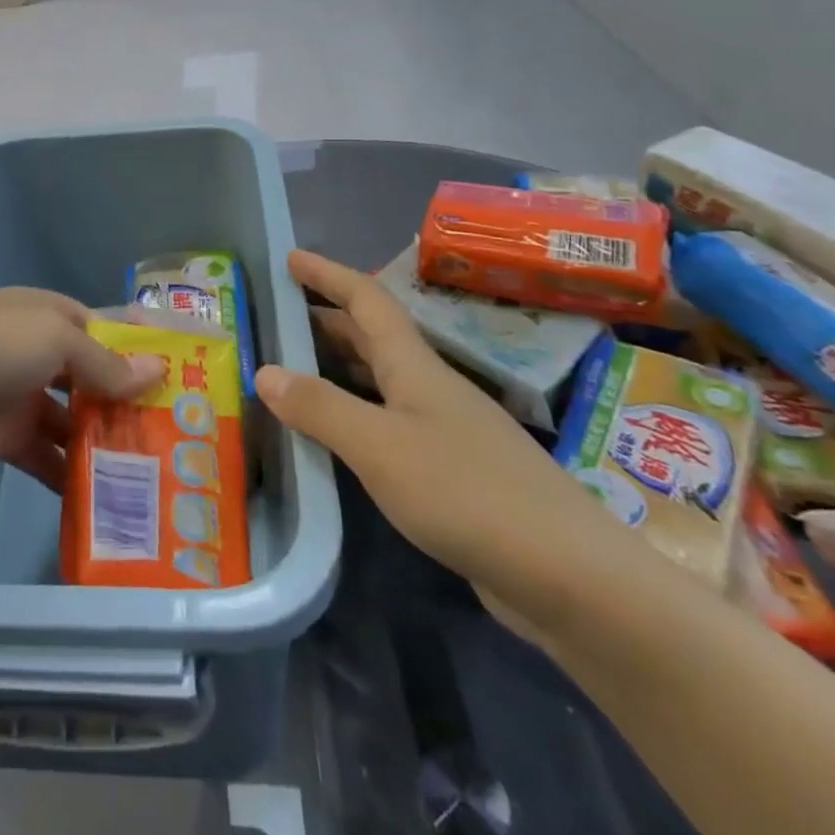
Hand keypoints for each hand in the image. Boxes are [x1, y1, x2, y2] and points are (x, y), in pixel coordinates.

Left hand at [0, 290, 165, 491]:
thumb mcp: (55, 341)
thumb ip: (105, 362)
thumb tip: (158, 372)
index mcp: (52, 316)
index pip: (109, 327)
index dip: (145, 348)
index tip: (188, 373)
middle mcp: (42, 353)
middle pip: (98, 377)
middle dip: (133, 401)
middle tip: (181, 433)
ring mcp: (25, 396)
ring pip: (78, 420)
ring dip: (108, 442)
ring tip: (156, 471)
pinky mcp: (10, 438)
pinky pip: (51, 457)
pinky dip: (74, 475)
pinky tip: (109, 498)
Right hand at [257, 251, 623, 626]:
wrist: (570, 577)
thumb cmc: (468, 493)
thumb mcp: (380, 446)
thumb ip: (321, 408)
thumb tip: (264, 370)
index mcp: (414, 367)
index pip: (366, 300)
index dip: (328, 274)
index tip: (290, 257)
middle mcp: (429, 388)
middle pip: (371, 338)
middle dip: (324, 319)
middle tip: (275, 319)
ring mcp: (444, 431)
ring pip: (378, 381)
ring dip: (336, 367)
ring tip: (290, 370)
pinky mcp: (451, 473)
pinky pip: (387, 424)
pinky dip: (353, 415)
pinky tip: (334, 437)